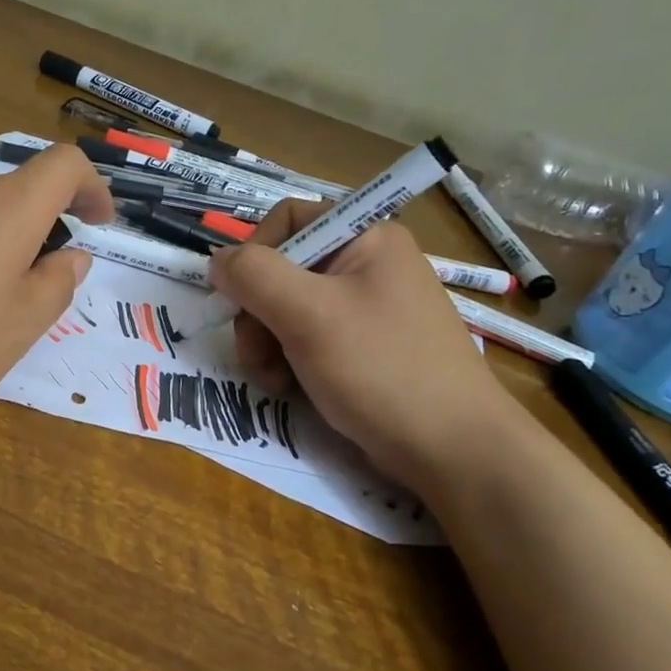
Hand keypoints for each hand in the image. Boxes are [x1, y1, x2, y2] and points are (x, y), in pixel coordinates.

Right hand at [207, 200, 515, 488]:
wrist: (452, 450)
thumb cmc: (381, 370)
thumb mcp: (308, 315)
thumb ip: (254, 276)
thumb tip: (218, 260)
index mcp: (365, 237)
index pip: (287, 220)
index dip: (253, 255)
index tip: (238, 299)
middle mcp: (367, 263)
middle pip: (281, 269)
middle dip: (257, 313)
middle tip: (257, 355)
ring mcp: (366, 307)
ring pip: (287, 308)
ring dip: (266, 343)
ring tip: (276, 380)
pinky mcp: (364, 345)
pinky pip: (307, 337)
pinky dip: (289, 361)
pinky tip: (292, 388)